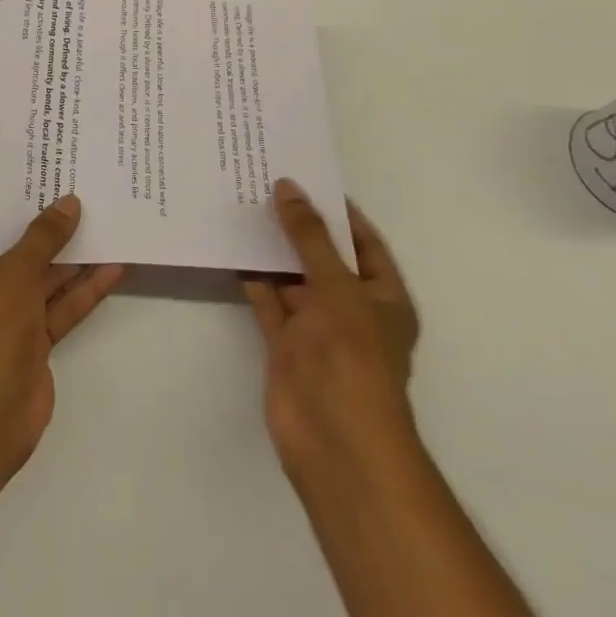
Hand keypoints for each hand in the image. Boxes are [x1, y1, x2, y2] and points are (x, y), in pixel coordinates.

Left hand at [0, 195, 124, 479]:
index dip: (11, 193)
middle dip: (49, 220)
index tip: (37, 165)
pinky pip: (62, 304)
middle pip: (19, 244)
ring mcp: (9, 312)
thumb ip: (45, 236)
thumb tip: (70, 202)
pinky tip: (116, 264)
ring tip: (107, 216)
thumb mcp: (15, 271)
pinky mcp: (35, 337)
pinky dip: (86, 287)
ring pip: (46, 274)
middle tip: (80, 182)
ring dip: (75, 253)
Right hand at [242, 179, 419, 483]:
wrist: (335, 438)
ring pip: (293, 279)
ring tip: (243, 206)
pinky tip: (232, 250)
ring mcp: (317, 329)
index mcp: (383, 296)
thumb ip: (309, 236)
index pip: (364, 242)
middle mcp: (352, 309)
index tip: (307, 178)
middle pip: (324, 258)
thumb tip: (288, 188)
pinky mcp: (285, 345)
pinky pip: (269, 302)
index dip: (339, 211)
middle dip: (299, 226)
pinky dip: (254, 279)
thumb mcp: (336, 284)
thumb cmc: (352, 355)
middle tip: (265, 183)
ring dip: (273, 250)